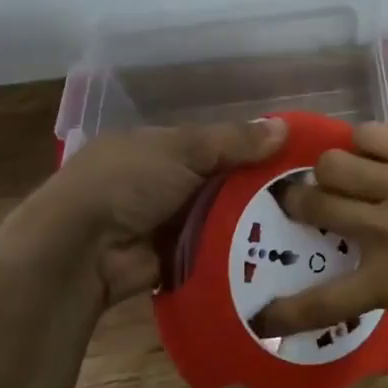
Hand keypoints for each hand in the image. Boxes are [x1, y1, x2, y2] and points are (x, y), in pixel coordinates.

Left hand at [0, 119, 285, 306]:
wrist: (80, 250)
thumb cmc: (127, 182)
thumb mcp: (182, 149)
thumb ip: (232, 141)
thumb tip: (284, 129)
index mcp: (159, 147)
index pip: (216, 144)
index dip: (252, 149)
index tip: (293, 158)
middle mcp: (162, 183)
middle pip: (222, 183)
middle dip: (257, 189)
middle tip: (306, 196)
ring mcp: (165, 223)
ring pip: (220, 218)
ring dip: (250, 222)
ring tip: (301, 226)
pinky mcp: (172, 259)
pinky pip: (212, 251)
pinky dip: (235, 251)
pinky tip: (275, 253)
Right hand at [250, 123, 387, 334]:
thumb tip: (362, 265)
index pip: (327, 300)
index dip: (286, 311)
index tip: (262, 315)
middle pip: (316, 206)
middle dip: (297, 204)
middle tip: (302, 200)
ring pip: (334, 163)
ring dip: (329, 169)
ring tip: (341, 171)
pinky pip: (371, 134)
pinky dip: (364, 143)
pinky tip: (375, 150)